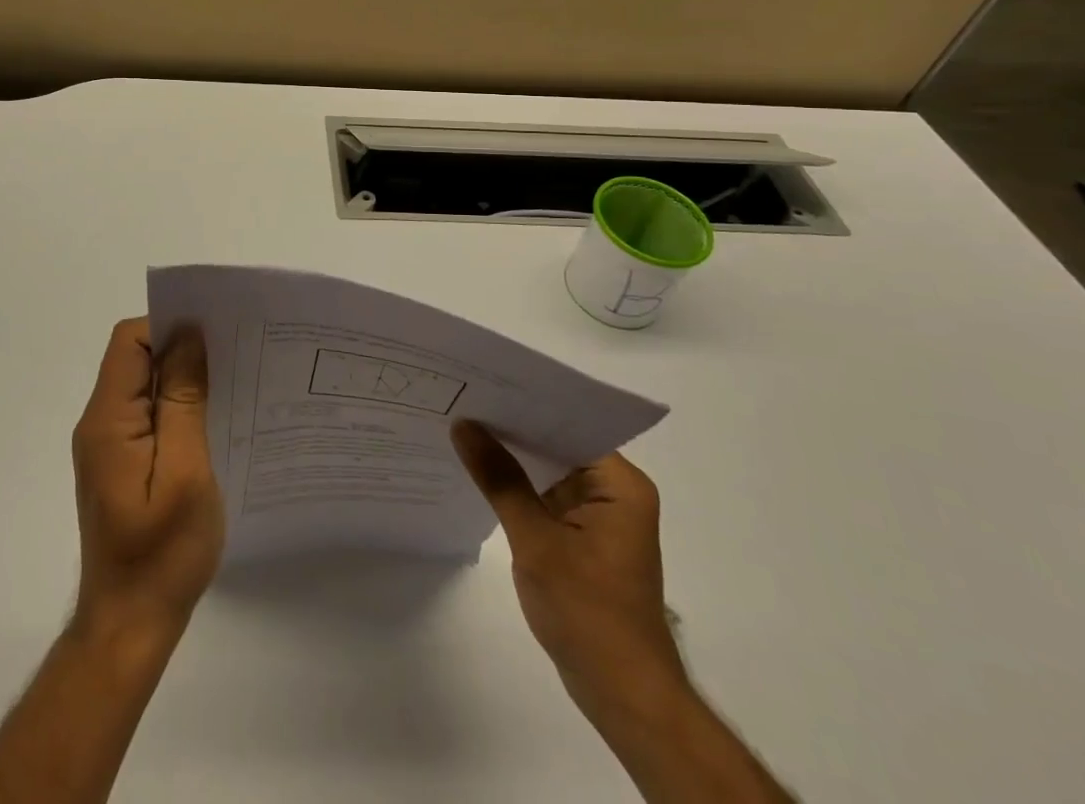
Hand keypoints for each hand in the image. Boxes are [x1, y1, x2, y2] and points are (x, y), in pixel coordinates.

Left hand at [71, 319, 223, 643]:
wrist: (130, 627)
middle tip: (232, 356)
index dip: (168, 327)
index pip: (129, 342)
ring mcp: (109, 445)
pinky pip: (148, 415)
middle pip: (135, 358)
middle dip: (181, 349)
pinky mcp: (121, 464)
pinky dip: (178, 407)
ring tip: (230, 385)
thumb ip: (183, 400)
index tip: (214, 335)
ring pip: (144, 386)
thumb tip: (188, 336)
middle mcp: (101, 424)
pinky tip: (213, 421)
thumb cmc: (161, 553)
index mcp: (109, 420)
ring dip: (182, 379)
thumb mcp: (185, 471)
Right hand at [452, 422, 684, 720]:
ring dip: (512, 459)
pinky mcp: (585, 539)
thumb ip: (500, 479)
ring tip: (462, 428)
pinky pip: (547, 497)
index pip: (568, 424)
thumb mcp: (536, 541)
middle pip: (557, 445)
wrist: (623, 697)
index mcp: (619, 484)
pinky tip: (481, 475)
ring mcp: (600, 517)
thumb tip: (464, 426)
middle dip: (511, 430)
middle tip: (460, 401)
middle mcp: (615, 492)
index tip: (480, 387)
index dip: (524, 405)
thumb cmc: (588, 613)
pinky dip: (519, 488)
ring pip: (549, 471)